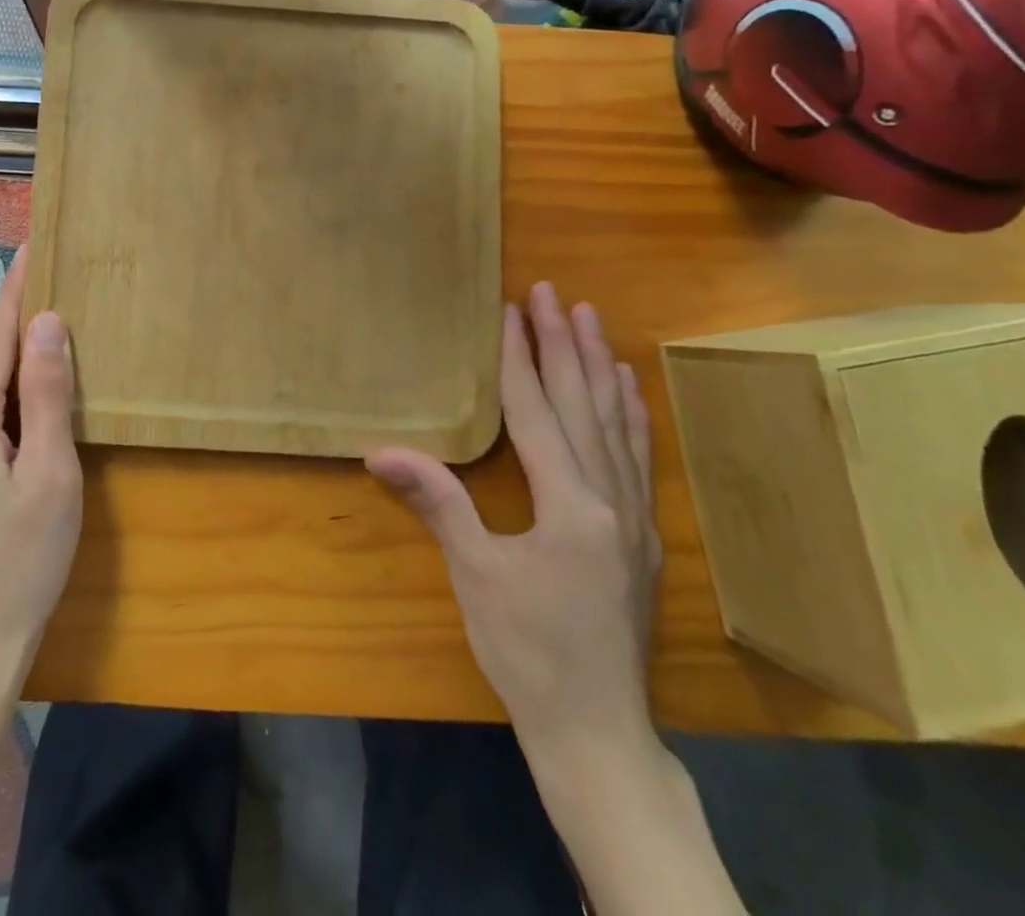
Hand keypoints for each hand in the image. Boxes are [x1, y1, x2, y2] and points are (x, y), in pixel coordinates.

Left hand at [0, 251, 81, 685]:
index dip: (16, 290)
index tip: (31, 247)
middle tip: (67, 291)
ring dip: (22, 370)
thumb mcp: (51, 473)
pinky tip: (38, 406)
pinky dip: (12, 403)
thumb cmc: (21, 560)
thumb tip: (48, 322)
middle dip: (26, 329)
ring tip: (62, 342)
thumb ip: (48, 393)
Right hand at [367, 282, 661, 764]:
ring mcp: (634, 518)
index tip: (511, 310)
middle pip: (583, 406)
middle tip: (553, 293)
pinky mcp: (642, 537)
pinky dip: (630, 414)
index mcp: (570, 506)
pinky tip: (626, 388)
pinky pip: (636, 457)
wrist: (598, 731)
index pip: (537, 413)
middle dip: (565, 344)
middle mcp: (611, 501)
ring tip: (591, 320)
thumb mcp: (476, 576)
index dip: (520, 359)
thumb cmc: (527, 653)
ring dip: (600, 367)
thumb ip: (438, 504)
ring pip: (617, 425)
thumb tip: (382, 452)